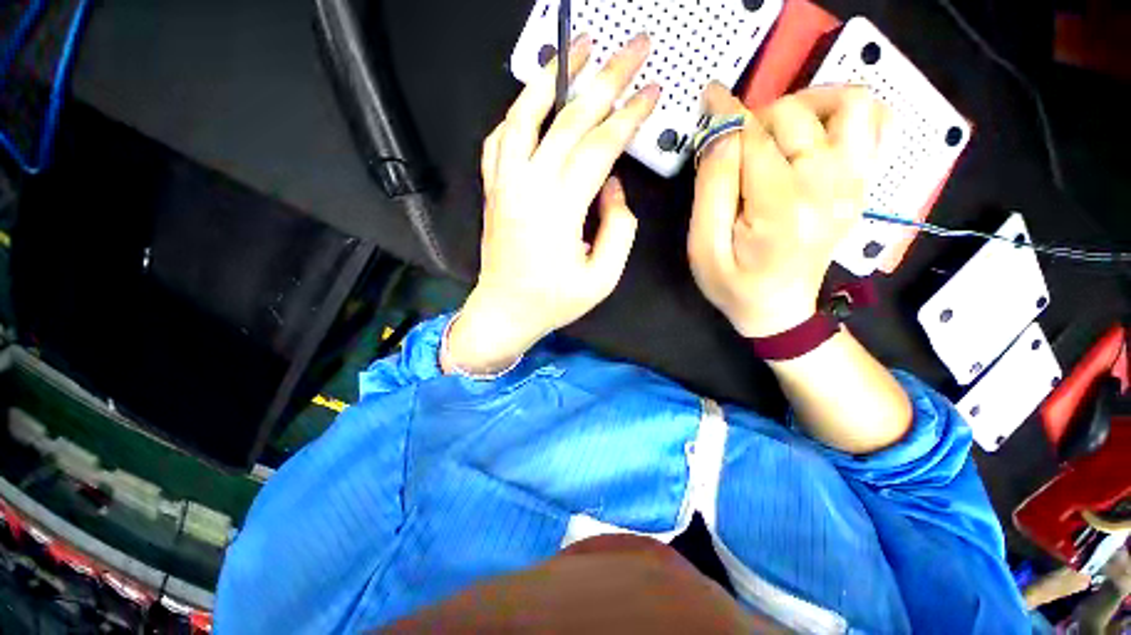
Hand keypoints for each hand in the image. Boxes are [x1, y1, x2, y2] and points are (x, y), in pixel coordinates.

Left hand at [444, 34, 660, 374]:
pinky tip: (532, 99)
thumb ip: (619, 228)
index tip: (651, 92)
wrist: (505, 311)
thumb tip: (613, 188)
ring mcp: (505, 184)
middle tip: (631, 49)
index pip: (600, 147)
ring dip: (551, 76)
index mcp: (559, 210)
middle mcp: (528, 187)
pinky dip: (516, 112)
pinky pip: (500, 139)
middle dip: (605, 78)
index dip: (629, 116)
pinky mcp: (493, 189)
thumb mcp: (602, 277)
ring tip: (575, 47)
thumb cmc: (552, 301)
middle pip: (569, 119)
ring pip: (524, 115)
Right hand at [688, 83, 885, 337]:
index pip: (752, 140)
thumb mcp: (703, 247)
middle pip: (795, 117)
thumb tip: (721, 134)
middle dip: (755, 119)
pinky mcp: (860, 184)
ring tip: (778, 130)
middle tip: (734, 145)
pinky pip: (876, 124)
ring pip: (849, 105)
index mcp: (780, 207)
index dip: (726, 114)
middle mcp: (827, 186)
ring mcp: (852, 183)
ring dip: (808, 105)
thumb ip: (711, 189)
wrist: (778, 309)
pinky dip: (847, 114)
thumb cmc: (733, 284)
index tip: (710, 97)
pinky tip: (816, 134)